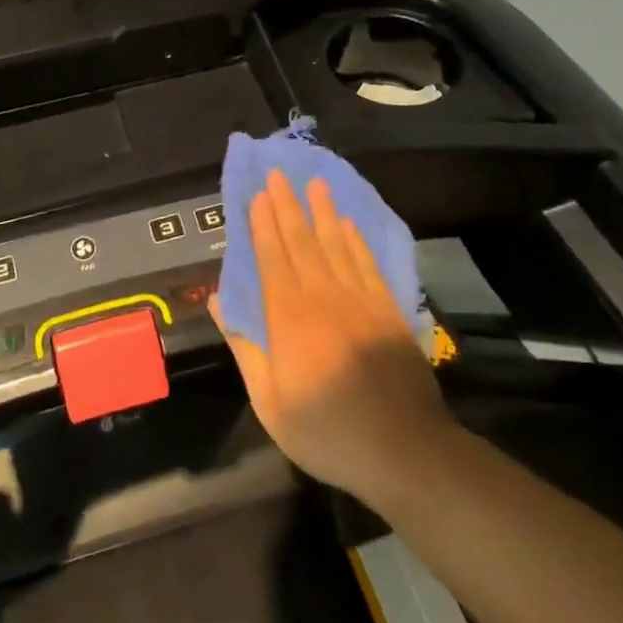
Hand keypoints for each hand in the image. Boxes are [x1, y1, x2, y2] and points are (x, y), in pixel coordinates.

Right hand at [211, 171, 450, 505]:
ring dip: (323, 212)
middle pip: (302, 241)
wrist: (404, 449)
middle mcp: (323, 297)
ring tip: (316, 183)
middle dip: (288, 205)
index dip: (263, 225)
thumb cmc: (327, 431)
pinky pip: (367, 264)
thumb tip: (218, 303)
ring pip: (336, 245)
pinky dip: (356, 241)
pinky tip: (348, 225)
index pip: (272, 258)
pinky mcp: (388, 311)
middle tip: (279, 173)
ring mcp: (360, 300)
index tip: (257, 195)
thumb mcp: (270, 402)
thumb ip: (245, 348)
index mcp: (289, 318)